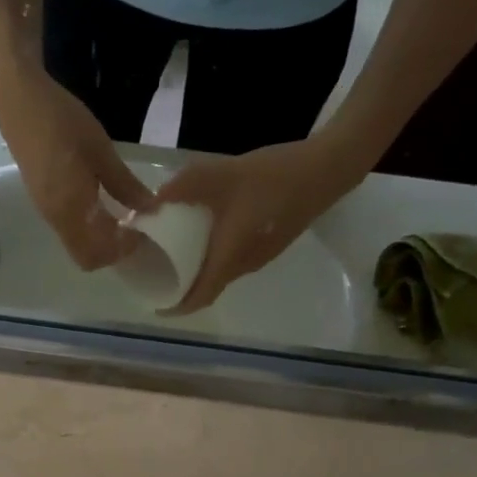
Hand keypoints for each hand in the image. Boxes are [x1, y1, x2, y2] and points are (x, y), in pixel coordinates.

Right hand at [0, 61, 155, 269]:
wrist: (19, 101)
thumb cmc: (62, 121)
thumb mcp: (101, 151)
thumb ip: (125, 185)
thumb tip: (150, 209)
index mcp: (72, 210)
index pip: (99, 253)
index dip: (122, 250)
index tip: (143, 229)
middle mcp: (58, 220)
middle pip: (87, 258)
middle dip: (112, 251)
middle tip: (134, 228)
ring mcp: (48, 213)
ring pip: (79, 245)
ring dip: (102, 240)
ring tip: (122, 217)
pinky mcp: (44, 203)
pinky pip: (71, 231)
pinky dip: (90, 229)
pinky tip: (102, 205)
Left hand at [153, 139, 360, 315]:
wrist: (327, 169)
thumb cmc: (274, 176)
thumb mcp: (222, 174)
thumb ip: (184, 188)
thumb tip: (148, 205)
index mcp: (230, 257)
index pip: (200, 296)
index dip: (177, 307)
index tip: (157, 308)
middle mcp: (243, 266)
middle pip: (209, 289)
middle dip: (183, 290)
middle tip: (157, 277)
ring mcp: (259, 258)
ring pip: (221, 275)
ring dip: (199, 274)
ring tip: (174, 258)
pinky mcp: (269, 245)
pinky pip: (233, 261)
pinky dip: (214, 259)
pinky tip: (204, 237)